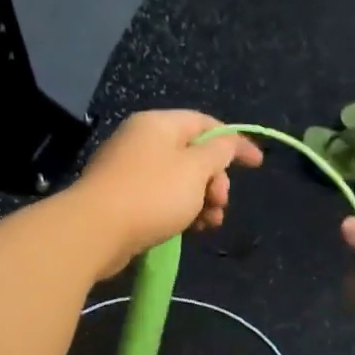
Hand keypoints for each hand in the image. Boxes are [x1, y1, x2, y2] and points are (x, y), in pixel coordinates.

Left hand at [72, 110, 263, 277]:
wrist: (96, 230)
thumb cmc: (153, 194)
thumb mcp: (196, 170)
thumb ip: (218, 153)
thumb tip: (226, 144)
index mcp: (159, 124)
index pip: (206, 124)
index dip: (235, 142)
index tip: (257, 164)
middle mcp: (143, 140)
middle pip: (193, 154)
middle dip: (215, 179)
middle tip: (221, 202)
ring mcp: (129, 169)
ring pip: (179, 179)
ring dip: (202, 200)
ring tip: (210, 223)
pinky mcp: (122, 197)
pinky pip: (162, 197)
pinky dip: (181, 209)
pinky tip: (191, 230)